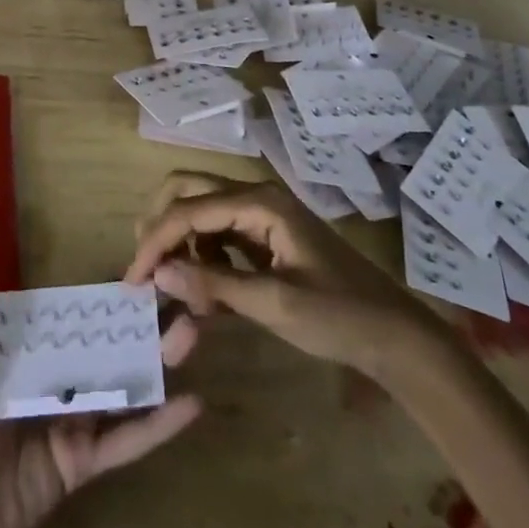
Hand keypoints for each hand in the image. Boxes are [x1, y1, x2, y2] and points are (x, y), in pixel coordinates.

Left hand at [0, 243, 202, 527]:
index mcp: (27, 350)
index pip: (75, 314)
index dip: (106, 292)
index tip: (143, 264)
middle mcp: (56, 378)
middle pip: (109, 344)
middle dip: (144, 320)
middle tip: (185, 290)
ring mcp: (72, 421)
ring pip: (125, 385)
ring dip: (160, 362)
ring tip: (195, 330)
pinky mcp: (80, 464)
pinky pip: (124, 442)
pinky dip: (158, 425)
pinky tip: (192, 403)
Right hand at [124, 172, 435, 375]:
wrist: (396, 336)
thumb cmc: (340, 317)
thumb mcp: (275, 304)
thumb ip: (215, 286)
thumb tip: (159, 274)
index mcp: (259, 202)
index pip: (188, 209)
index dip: (155, 241)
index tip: (132, 280)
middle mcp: (255, 196)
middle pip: (187, 191)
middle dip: (160, 225)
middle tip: (144, 268)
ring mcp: (261, 215)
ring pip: (200, 211)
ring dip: (181, 243)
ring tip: (175, 289)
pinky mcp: (265, 237)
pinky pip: (219, 234)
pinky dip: (203, 257)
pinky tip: (205, 292)